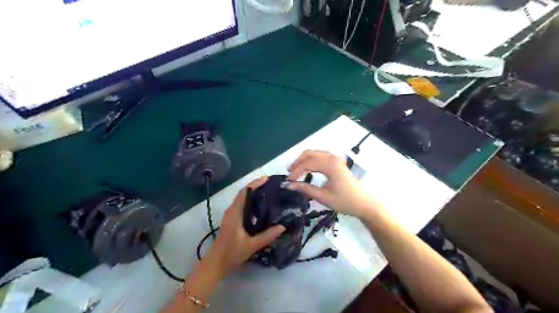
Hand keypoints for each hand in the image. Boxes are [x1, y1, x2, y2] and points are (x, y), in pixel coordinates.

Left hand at [203, 177, 285, 277]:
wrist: (216, 263)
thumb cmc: (232, 253)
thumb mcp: (252, 245)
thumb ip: (267, 236)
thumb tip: (283, 226)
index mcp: (235, 213)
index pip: (244, 192)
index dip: (255, 183)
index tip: (267, 179)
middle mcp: (232, 210)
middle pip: (244, 193)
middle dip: (256, 186)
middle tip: (272, 185)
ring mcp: (231, 215)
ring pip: (243, 199)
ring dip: (254, 193)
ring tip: (269, 193)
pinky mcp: (232, 219)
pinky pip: (242, 205)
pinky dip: (251, 201)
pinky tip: (261, 207)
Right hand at [288, 150, 383, 218]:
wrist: (364, 203)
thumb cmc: (345, 202)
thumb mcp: (323, 197)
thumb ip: (306, 189)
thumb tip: (289, 185)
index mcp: (330, 165)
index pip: (307, 164)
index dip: (296, 172)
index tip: (288, 182)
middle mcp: (332, 158)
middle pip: (309, 154)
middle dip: (297, 163)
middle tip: (290, 174)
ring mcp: (336, 158)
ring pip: (314, 153)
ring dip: (304, 160)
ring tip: (296, 171)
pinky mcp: (337, 162)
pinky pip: (320, 156)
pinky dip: (311, 160)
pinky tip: (307, 169)